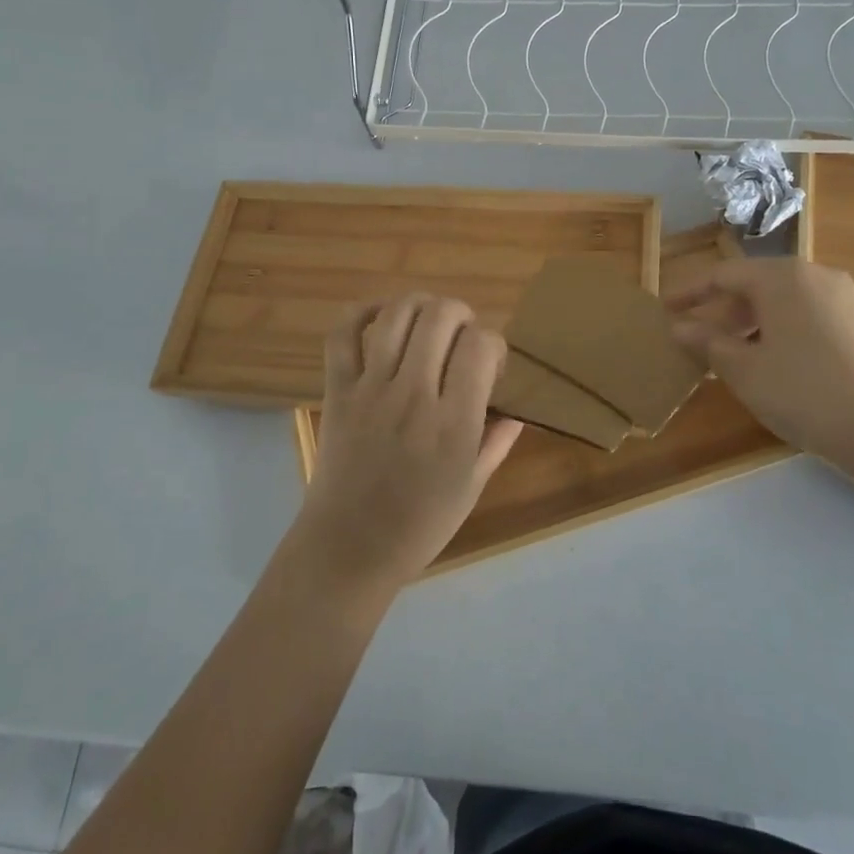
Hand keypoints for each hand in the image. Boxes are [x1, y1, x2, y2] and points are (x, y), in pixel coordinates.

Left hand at [293, 294, 522, 592]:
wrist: (348, 549)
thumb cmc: (419, 525)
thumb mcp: (472, 488)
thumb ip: (497, 441)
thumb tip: (516, 409)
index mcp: (454, 423)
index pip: (481, 345)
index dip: (493, 341)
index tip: (491, 363)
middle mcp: (414, 396)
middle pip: (441, 316)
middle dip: (461, 313)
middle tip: (462, 337)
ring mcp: (371, 389)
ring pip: (397, 315)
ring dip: (421, 304)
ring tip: (429, 319)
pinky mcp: (338, 390)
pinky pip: (342, 334)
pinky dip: (362, 312)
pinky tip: (383, 315)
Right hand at [667, 258, 853, 473]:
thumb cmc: (804, 392)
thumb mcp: (743, 370)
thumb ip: (707, 342)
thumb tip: (680, 327)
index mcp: (781, 277)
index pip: (723, 274)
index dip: (690, 292)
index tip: (666, 308)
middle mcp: (814, 276)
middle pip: (754, 285)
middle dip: (721, 311)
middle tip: (695, 338)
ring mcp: (843, 299)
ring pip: (782, 302)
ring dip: (750, 324)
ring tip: (730, 356)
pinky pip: (806, 316)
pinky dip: (779, 331)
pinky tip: (772, 363)